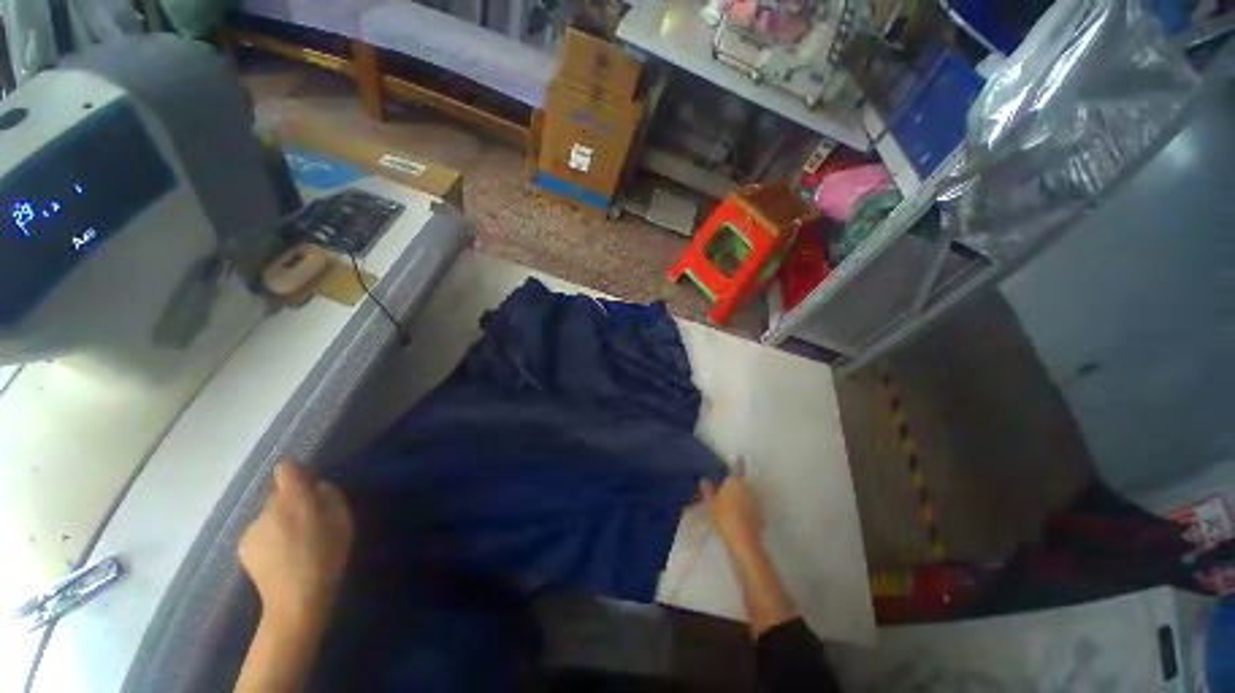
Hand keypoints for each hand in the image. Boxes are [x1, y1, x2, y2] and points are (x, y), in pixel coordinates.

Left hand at [239, 462, 353, 629]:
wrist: (297, 598)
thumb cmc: (328, 554)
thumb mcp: (342, 518)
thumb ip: (328, 494)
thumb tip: (314, 486)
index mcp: (294, 498)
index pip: (285, 468)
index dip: (296, 472)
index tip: (308, 484)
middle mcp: (268, 508)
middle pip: (277, 493)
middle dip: (291, 501)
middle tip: (308, 521)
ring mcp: (252, 528)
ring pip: (268, 514)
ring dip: (280, 521)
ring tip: (294, 543)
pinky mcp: (243, 546)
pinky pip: (260, 531)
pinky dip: (270, 537)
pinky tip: (280, 556)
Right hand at [699, 462, 763, 557]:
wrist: (744, 542)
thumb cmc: (724, 518)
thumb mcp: (710, 503)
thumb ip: (707, 489)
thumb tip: (704, 479)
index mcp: (735, 482)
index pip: (728, 477)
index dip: (722, 485)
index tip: (717, 494)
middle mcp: (748, 487)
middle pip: (737, 487)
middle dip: (731, 493)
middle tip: (721, 504)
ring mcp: (756, 501)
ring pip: (744, 498)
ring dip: (738, 503)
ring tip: (729, 515)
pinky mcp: (761, 514)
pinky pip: (750, 510)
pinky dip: (745, 513)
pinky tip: (738, 523)